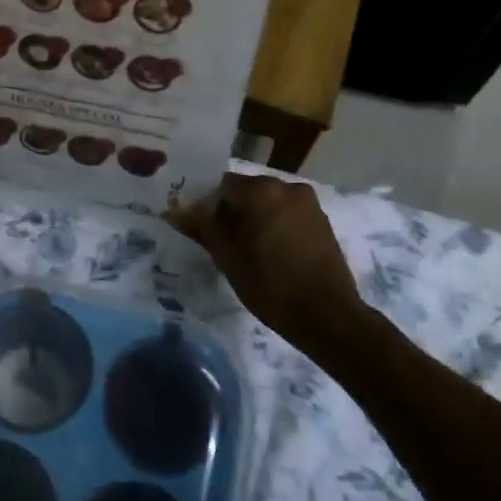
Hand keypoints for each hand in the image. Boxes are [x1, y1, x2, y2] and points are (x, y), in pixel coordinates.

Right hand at [169, 172, 365, 348]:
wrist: (326, 315)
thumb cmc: (269, 283)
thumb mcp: (226, 256)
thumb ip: (200, 227)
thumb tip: (173, 210)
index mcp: (261, 189)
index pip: (221, 184)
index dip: (206, 204)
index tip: (199, 228)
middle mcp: (287, 187)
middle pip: (247, 191)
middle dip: (231, 211)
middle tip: (219, 242)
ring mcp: (309, 204)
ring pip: (268, 204)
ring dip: (254, 219)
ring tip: (246, 251)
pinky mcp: (322, 223)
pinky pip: (287, 215)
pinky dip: (274, 226)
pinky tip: (270, 254)